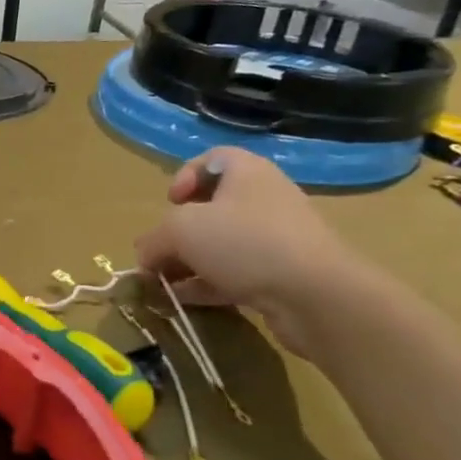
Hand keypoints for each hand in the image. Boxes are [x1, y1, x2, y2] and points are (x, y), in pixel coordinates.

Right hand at [133, 148, 368, 355]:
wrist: (317, 296)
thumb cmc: (244, 242)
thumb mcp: (180, 231)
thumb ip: (153, 240)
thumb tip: (143, 256)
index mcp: (247, 173)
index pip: (212, 159)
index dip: (185, 176)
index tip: (171, 202)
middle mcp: (264, 200)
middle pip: (212, 206)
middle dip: (178, 231)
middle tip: (159, 251)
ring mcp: (276, 239)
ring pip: (221, 244)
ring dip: (188, 262)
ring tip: (162, 283)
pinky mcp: (280, 275)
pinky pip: (234, 274)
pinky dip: (206, 284)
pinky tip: (181, 301)